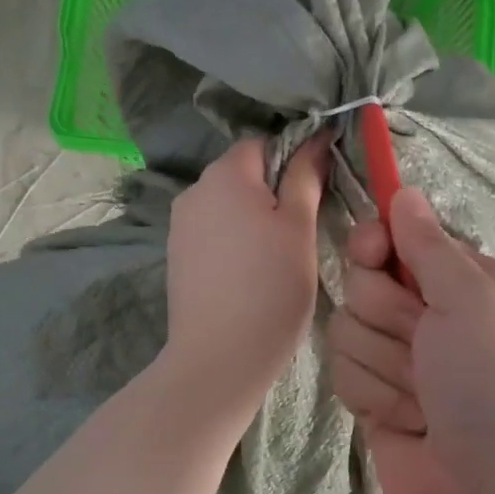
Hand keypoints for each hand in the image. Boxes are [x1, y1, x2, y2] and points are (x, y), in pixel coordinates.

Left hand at [163, 134, 329, 419]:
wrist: (219, 357)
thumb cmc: (270, 287)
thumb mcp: (299, 227)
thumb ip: (306, 177)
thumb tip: (316, 137)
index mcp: (225, 174)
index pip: (264, 144)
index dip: (294, 159)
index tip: (318, 192)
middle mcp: (194, 190)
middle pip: (243, 173)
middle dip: (273, 191)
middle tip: (303, 229)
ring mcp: (180, 225)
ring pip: (228, 205)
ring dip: (253, 218)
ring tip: (277, 256)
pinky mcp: (176, 256)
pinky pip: (213, 232)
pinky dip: (234, 241)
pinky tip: (250, 273)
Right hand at [329, 188, 494, 493]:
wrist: (492, 493)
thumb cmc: (494, 383)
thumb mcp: (473, 300)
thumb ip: (430, 245)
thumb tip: (404, 192)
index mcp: (461, 283)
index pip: (395, 238)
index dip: (376, 243)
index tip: (371, 252)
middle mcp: (428, 315)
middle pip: (363, 283)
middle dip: (388, 317)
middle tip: (423, 343)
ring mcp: (398, 359)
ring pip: (347, 330)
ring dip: (384, 365)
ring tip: (423, 397)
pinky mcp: (374, 398)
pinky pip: (344, 373)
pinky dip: (373, 397)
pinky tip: (405, 421)